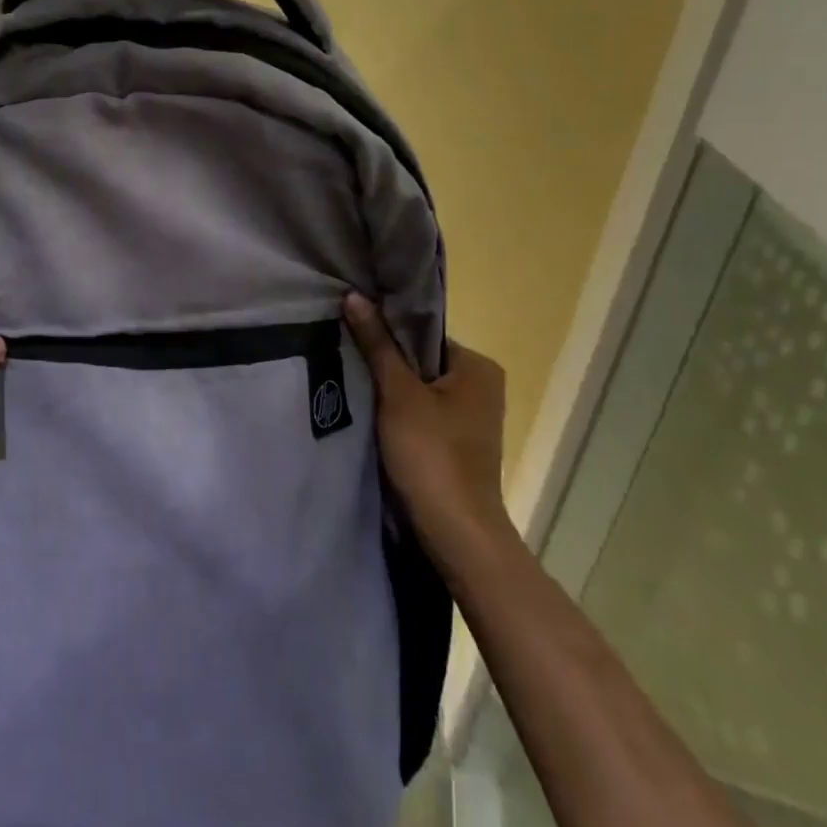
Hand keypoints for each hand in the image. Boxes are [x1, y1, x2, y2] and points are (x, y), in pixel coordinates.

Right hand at [342, 294, 510, 561]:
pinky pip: (421, 414)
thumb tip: (354, 295)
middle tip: (344, 356)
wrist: (455, 531)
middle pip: (420, 360)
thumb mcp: (398, 394)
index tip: (350, 331)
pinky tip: (369, 415)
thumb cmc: (431, 454)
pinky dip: (396, 413)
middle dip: (385, 361)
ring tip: (350, 383)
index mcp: (478, 366)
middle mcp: (481, 387)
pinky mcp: (455, 444)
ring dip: (388, 390)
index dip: (386, 331)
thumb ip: (377, 344)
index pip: (423, 333)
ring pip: (418, 389)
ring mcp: (470, 418)